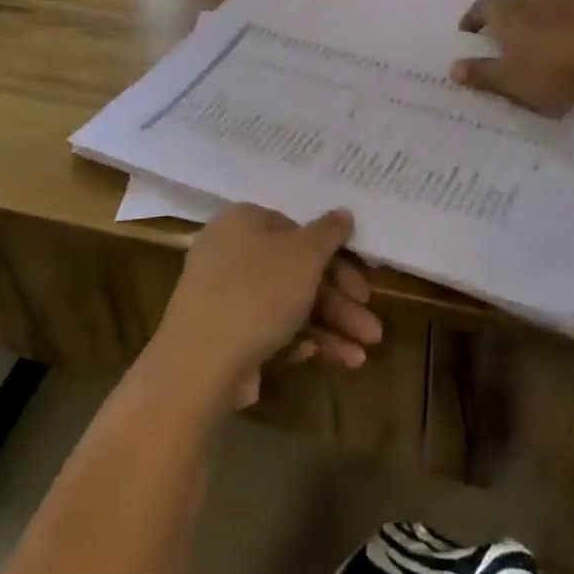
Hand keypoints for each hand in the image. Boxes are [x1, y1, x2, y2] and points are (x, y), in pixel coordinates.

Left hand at [150, 205, 382, 410]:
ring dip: (327, 328)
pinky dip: (294, 341)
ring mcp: (222, 295)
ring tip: (360, 358)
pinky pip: (265, 329)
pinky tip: (314, 357)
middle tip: (372, 331)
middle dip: (339, 304)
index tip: (363, 287)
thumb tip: (343, 212)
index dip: (335, 257)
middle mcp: (229, 252)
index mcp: (243, 222)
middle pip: (295, 272)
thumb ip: (328, 233)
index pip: (297, 230)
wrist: (200, 361)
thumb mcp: (304, 256)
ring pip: (286, 305)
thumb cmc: (258, 293)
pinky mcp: (221, 333)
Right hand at [453, 0, 573, 114]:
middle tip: (512, 22)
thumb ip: (481, 74)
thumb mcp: (508, 80)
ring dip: (548, 5)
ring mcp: (572, 9)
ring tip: (546, 26)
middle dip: (516, 1)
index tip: (468, 31)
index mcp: (511, 17)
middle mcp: (539, 6)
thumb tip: (454, 68)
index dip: (475, 14)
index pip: (486, 4)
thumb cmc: (549, 71)